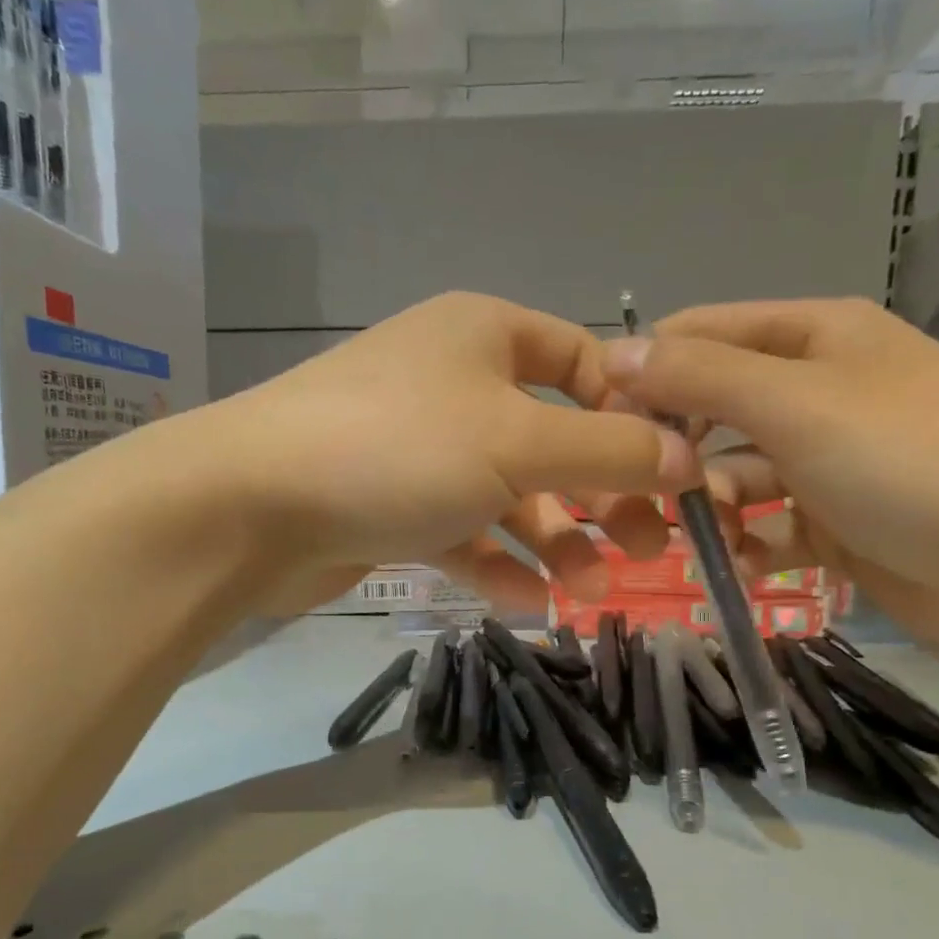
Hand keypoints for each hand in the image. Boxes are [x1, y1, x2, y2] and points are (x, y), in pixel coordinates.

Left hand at [209, 292, 700, 610]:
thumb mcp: (518, 442)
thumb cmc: (398, 449)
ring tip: (587, 591)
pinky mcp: (390, 504)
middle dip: (599, 494)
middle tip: (644, 549)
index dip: (634, 415)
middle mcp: (453, 383)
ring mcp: (418, 447)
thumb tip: (688, 459)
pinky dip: (494, 563)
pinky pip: (460, 531)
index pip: (584, 363)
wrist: (251, 506)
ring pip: (506, 493)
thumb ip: (609, 451)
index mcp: (484, 336)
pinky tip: (526, 603)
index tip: (674, 473)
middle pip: (550, 437)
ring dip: (551, 540)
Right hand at [602, 298, 938, 668]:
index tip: (606, 430)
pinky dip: (748, 547)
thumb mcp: (796, 405)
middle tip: (647, 500)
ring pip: (733, 476)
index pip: (698, 336)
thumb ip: (700, 377)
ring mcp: (826, 461)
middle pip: (710, 412)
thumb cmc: (912, 463)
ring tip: (700, 543)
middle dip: (675, 455)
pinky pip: (767, 527)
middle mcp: (816, 391)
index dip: (645, 375)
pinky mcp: (836, 522)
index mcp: (812, 339)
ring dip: (709, 509)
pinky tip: (743, 569)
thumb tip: (614, 354)